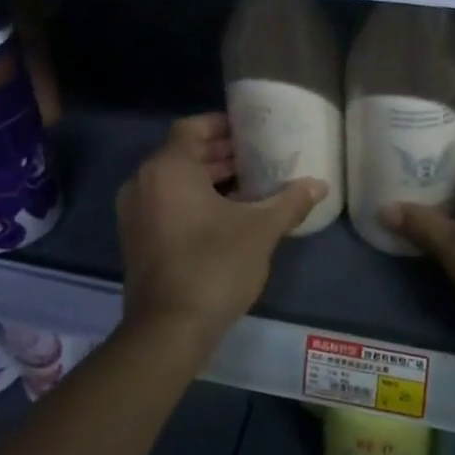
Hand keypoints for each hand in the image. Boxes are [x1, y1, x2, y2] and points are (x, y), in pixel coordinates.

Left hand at [116, 114, 326, 356]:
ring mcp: (134, 212)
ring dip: (207, 177)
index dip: (221, 124)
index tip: (250, 130)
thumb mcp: (260, 231)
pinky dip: (191, 199)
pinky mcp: (136, 238)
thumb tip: (320, 185)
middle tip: (257, 156)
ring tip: (248, 184)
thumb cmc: (214, 267)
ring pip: (173, 180)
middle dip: (219, 152)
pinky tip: (226, 214)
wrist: (168, 330)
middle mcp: (143, 182)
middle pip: (182, 153)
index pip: (192, 128)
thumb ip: (289, 202)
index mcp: (168, 169)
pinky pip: (164, 203)